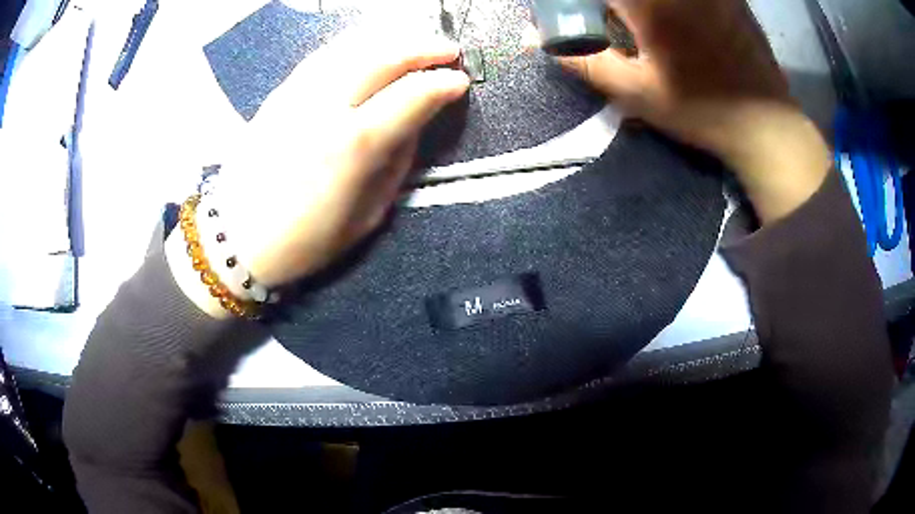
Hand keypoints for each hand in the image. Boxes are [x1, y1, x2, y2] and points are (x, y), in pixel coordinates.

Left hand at [167, 26, 468, 316]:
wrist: (238, 239)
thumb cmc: (307, 240)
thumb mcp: (369, 213)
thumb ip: (397, 160)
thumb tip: (414, 120)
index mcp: (354, 146)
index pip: (412, 95)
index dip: (444, 83)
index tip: (461, 82)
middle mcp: (326, 108)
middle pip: (383, 56)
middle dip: (424, 47)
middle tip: (449, 49)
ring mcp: (297, 95)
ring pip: (352, 46)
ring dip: (391, 38)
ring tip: (414, 41)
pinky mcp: (278, 94)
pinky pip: (324, 55)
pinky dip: (355, 44)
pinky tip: (370, 46)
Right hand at [559, 0, 830, 222]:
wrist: (768, 126)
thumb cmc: (701, 110)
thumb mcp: (636, 92)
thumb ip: (583, 60)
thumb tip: (530, 39)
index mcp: (651, 2)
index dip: (581, 3)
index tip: (580, 15)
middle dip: (616, 8)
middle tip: (610, 22)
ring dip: (637, 9)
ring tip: (643, 31)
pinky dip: (667, 7)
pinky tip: (675, 26)